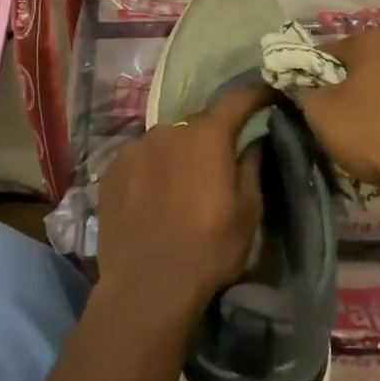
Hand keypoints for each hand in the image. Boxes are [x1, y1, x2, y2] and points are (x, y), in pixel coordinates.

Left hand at [95, 83, 268, 321]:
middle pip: (198, 124)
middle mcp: (169, 129)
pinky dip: (150, 170)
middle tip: (217, 166)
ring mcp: (136, 147)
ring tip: (179, 189)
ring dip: (178, 155)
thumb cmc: (208, 249)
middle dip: (211, 138)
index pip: (237, 99)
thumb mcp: (248, 213)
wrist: (146, 286)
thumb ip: (252, 166)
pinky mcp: (112, 168)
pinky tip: (151, 198)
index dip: (255, 94)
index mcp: (207, 136)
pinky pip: (140, 158)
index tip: (267, 95)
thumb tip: (254, 139)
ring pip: (167, 141)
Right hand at [292, 30, 379, 201]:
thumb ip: (306, 91)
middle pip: (359, 67)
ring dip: (370, 106)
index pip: (327, 51)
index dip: (311, 75)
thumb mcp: (320, 111)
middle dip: (344, 89)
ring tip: (360, 137)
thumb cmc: (373, 132)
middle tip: (331, 119)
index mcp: (373, 39)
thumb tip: (311, 89)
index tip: (306, 101)